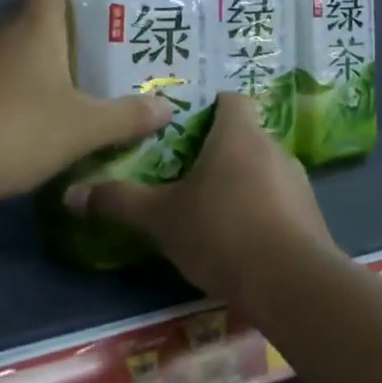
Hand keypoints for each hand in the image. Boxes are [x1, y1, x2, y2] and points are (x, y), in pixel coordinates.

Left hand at [0, 0, 171, 214]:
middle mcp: (1, 34)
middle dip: (55, 7)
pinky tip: (31, 102)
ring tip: (68, 64)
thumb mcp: (81, 129)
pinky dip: (16, 76)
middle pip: (29, 8)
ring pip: (11, 42)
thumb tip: (167, 107)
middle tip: (89, 18)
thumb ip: (125, 118)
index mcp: (34, 28)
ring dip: (35, 46)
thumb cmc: (14, 130)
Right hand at [63, 94, 336, 311]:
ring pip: (263, 169)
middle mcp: (274, 148)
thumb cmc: (222, 233)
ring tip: (212, 209)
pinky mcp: (311, 214)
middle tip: (186, 172)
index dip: (209, 106)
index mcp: (239, 135)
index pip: (230, 99)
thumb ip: (120, 202)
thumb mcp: (161, 219)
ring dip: (241, 183)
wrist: (292, 283)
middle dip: (218, 151)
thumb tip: (71, 193)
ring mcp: (298, 181)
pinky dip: (262, 210)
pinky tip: (242, 239)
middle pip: (244, 135)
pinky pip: (280, 200)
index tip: (184, 126)